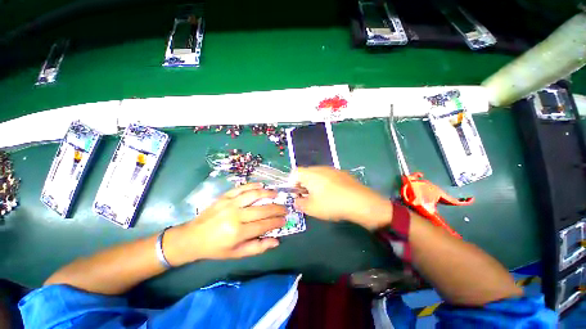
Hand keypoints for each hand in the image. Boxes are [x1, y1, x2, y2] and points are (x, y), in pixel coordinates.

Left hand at [164, 183, 286, 264]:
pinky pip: (241, 188)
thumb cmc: (215, 248)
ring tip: (276, 194)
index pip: (263, 225)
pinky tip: (261, 185)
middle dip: (276, 209)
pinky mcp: (224, 196)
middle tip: (285, 208)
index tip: (284, 220)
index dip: (276, 222)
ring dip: (267, 193)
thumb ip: (257, 247)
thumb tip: (276, 241)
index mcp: (237, 232)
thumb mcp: (236, 253)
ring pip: (253, 195)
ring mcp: (230, 203)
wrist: (192, 237)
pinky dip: (253, 185)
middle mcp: (235, 216)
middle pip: (262, 209)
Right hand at [291, 167, 391, 229]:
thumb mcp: (311, 208)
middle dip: (303, 184)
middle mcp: (320, 168)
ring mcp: (332, 169)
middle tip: (307, 197)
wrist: (360, 202)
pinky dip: (325, 183)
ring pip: (317, 175)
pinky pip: (328, 176)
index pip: (294, 173)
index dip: (292, 183)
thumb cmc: (331, 204)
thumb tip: (297, 201)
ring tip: (320, 197)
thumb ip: (299, 204)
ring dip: (314, 184)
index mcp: (310, 174)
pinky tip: (333, 195)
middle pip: (306, 173)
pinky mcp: (342, 173)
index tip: (296, 194)